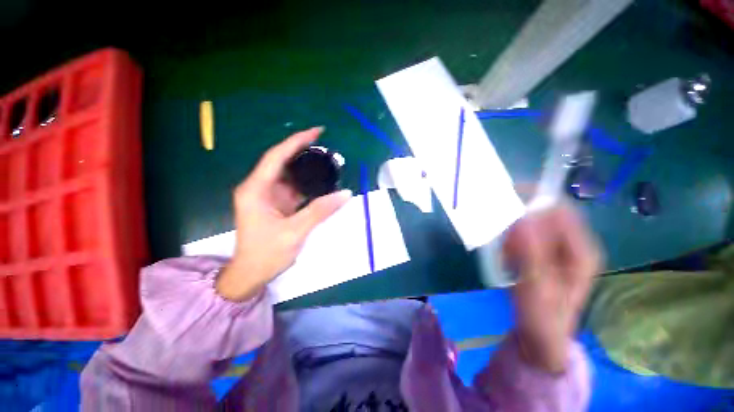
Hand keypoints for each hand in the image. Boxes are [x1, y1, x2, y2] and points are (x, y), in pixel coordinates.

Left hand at [216, 127, 351, 300]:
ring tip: (328, 162)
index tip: (317, 132)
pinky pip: (294, 188)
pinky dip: (308, 183)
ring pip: (290, 175)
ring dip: (307, 168)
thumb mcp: (295, 232)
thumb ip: (320, 211)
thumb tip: (345, 194)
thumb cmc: (266, 254)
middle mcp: (260, 187)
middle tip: (328, 148)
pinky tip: (321, 182)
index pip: (277, 156)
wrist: (251, 274)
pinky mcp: (277, 204)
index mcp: (256, 189)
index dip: (297, 141)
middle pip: (283, 162)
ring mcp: (268, 196)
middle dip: (304, 152)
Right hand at [503, 205, 600, 372]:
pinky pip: (522, 233)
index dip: (532, 205)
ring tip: (500, 246)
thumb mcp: (537, 287)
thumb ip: (531, 253)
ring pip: (531, 222)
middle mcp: (570, 243)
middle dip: (518, 216)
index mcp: (581, 250)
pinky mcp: (539, 252)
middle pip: (544, 213)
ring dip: (511, 227)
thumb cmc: (543, 316)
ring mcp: (554, 247)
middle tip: (498, 229)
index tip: (504, 211)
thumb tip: (522, 218)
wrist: (539, 335)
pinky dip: (509, 236)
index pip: (559, 210)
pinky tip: (501, 250)